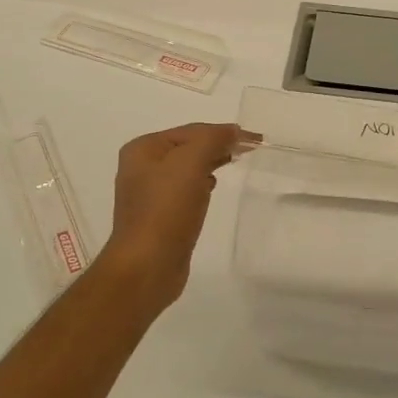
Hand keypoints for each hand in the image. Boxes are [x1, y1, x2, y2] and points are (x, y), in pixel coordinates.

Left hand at [98, 123, 240, 308]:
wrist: (147, 267)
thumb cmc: (166, 209)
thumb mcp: (191, 163)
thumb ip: (213, 139)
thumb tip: (234, 131)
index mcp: (144, 149)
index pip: (191, 131)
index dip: (224, 131)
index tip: (255, 139)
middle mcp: (142, 167)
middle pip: (189, 147)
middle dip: (218, 145)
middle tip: (251, 149)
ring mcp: (150, 193)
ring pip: (188, 168)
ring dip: (212, 162)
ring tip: (236, 162)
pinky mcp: (160, 216)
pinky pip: (186, 190)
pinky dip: (202, 184)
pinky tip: (212, 187)